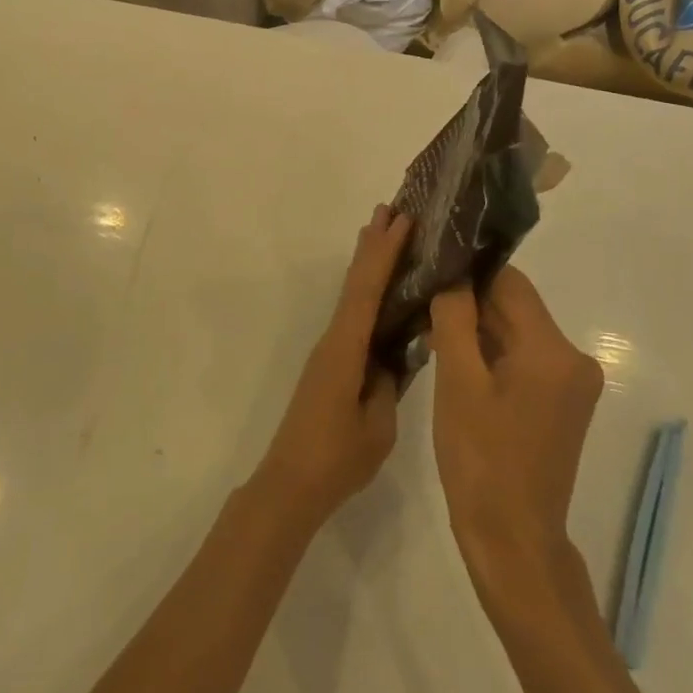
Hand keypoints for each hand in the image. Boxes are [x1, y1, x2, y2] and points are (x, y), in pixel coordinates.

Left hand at [253, 205, 412, 528]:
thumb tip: (393, 353)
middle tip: (391, 208)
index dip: (385, 253)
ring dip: (367, 261)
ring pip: (351, 294)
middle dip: (373, 244)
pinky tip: (376, 290)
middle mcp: (334, 338)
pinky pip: (351, 313)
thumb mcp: (377, 425)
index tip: (402, 219)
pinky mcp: (331, 363)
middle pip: (354, 281)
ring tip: (384, 231)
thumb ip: (388, 383)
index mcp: (345, 348)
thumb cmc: (336, 458)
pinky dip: (364, 289)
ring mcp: (330, 349)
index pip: (367, 289)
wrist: (290, 483)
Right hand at [429, 268, 603, 588]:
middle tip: (423, 301)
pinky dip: (491, 354)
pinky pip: (522, 358)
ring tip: (430, 329)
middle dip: (470, 302)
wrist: (512, 541)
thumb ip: (455, 318)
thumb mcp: (458, 382)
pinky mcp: (561, 403)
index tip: (431, 271)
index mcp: (553, 351)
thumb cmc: (481, 460)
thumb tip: (452, 276)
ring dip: (477, 328)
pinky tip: (454, 360)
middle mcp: (573, 359)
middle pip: (515, 307)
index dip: (469, 272)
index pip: (510, 283)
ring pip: (516, 332)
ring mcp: (570, 384)